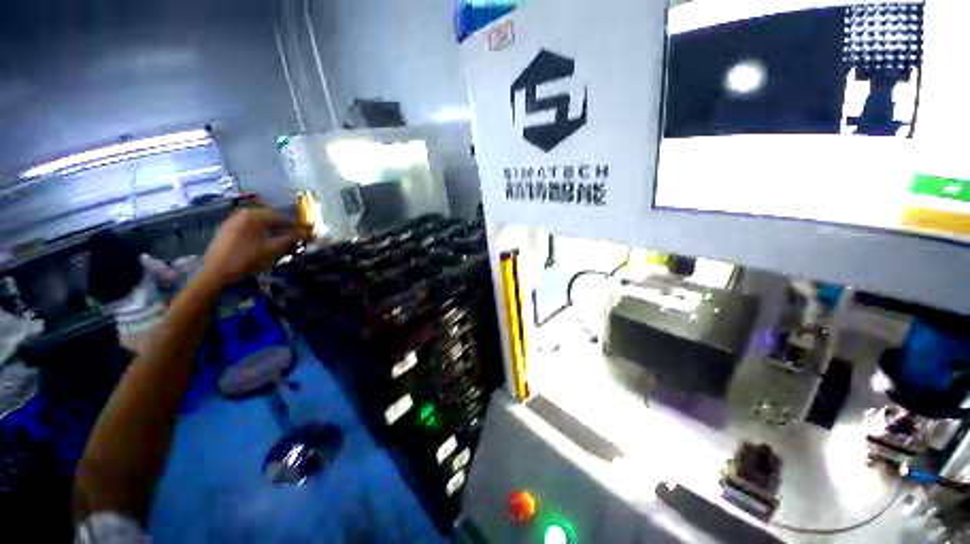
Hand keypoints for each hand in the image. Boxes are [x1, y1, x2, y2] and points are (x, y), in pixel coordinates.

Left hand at [202, 207, 310, 285]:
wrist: (216, 271)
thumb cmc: (246, 258)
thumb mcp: (271, 249)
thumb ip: (289, 238)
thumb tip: (306, 233)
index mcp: (254, 215)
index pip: (281, 216)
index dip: (297, 223)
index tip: (309, 228)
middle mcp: (243, 213)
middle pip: (270, 216)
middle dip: (286, 224)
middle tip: (299, 232)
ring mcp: (234, 220)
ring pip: (260, 221)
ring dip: (274, 227)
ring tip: (286, 235)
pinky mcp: (228, 229)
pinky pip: (250, 225)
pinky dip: (262, 229)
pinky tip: (268, 237)